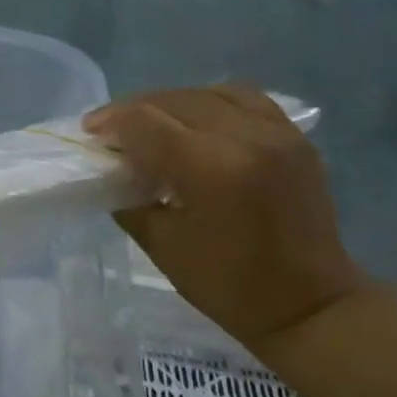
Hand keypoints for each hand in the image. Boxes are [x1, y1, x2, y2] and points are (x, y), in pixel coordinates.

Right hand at [84, 85, 365, 349]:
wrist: (308, 304)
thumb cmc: (227, 284)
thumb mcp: (161, 244)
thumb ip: (130, 198)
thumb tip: (112, 170)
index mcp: (211, 169)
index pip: (146, 122)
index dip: (110, 121)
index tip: (88, 132)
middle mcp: (247, 138)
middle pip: (175, 100)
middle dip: (134, 110)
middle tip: (110, 129)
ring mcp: (277, 133)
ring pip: (210, 92)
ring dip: (171, 102)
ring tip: (150, 121)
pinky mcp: (294, 138)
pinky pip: (245, 99)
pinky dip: (211, 101)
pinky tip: (195, 119)